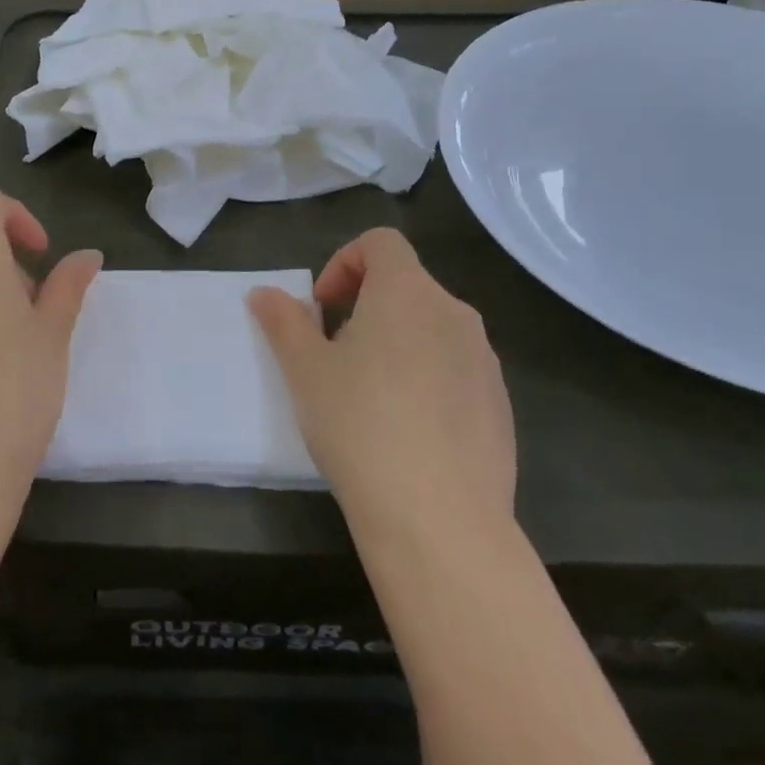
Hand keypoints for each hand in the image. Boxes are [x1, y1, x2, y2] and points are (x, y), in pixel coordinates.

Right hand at [249, 228, 515, 531]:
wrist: (441, 523)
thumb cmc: (361, 426)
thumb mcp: (306, 370)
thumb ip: (283, 322)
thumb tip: (263, 293)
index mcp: (407, 291)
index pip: (381, 242)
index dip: (345, 261)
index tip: (323, 308)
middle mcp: (453, 312)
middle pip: (406, 284)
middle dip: (365, 305)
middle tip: (336, 353)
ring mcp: (484, 360)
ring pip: (431, 327)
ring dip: (397, 341)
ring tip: (370, 395)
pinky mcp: (501, 404)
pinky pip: (457, 369)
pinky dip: (428, 377)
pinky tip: (409, 432)